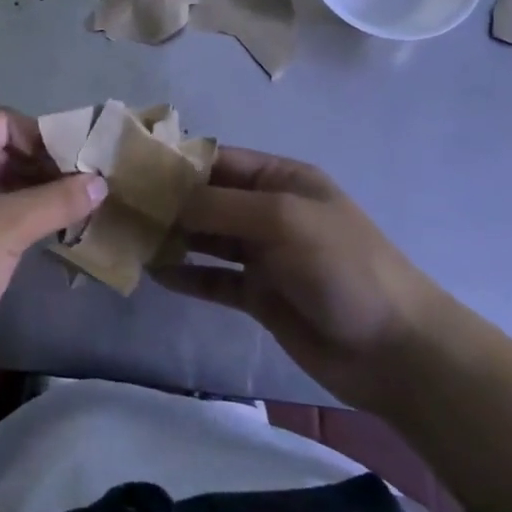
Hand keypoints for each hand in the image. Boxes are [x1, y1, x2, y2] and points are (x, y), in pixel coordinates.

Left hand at [0, 110, 106, 384]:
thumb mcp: (9, 228)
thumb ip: (57, 200)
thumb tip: (101, 182)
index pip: (3, 122)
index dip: (42, 137)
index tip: (77, 165)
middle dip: (41, 166)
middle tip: (81, 190)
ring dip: (30, 193)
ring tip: (70, 212)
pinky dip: (12, 215)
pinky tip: (41, 234)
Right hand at [152, 148, 460, 411]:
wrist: (394, 350)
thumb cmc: (343, 266)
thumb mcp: (282, 219)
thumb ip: (220, 205)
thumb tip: (166, 198)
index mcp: (281, 179)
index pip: (218, 160)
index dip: (176, 162)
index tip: (129, 166)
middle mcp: (267, 210)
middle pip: (207, 198)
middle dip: (167, 201)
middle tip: (117, 205)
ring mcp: (263, 254)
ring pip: (206, 238)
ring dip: (172, 237)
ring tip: (128, 237)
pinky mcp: (258, 295)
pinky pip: (214, 278)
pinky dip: (187, 276)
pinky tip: (155, 274)